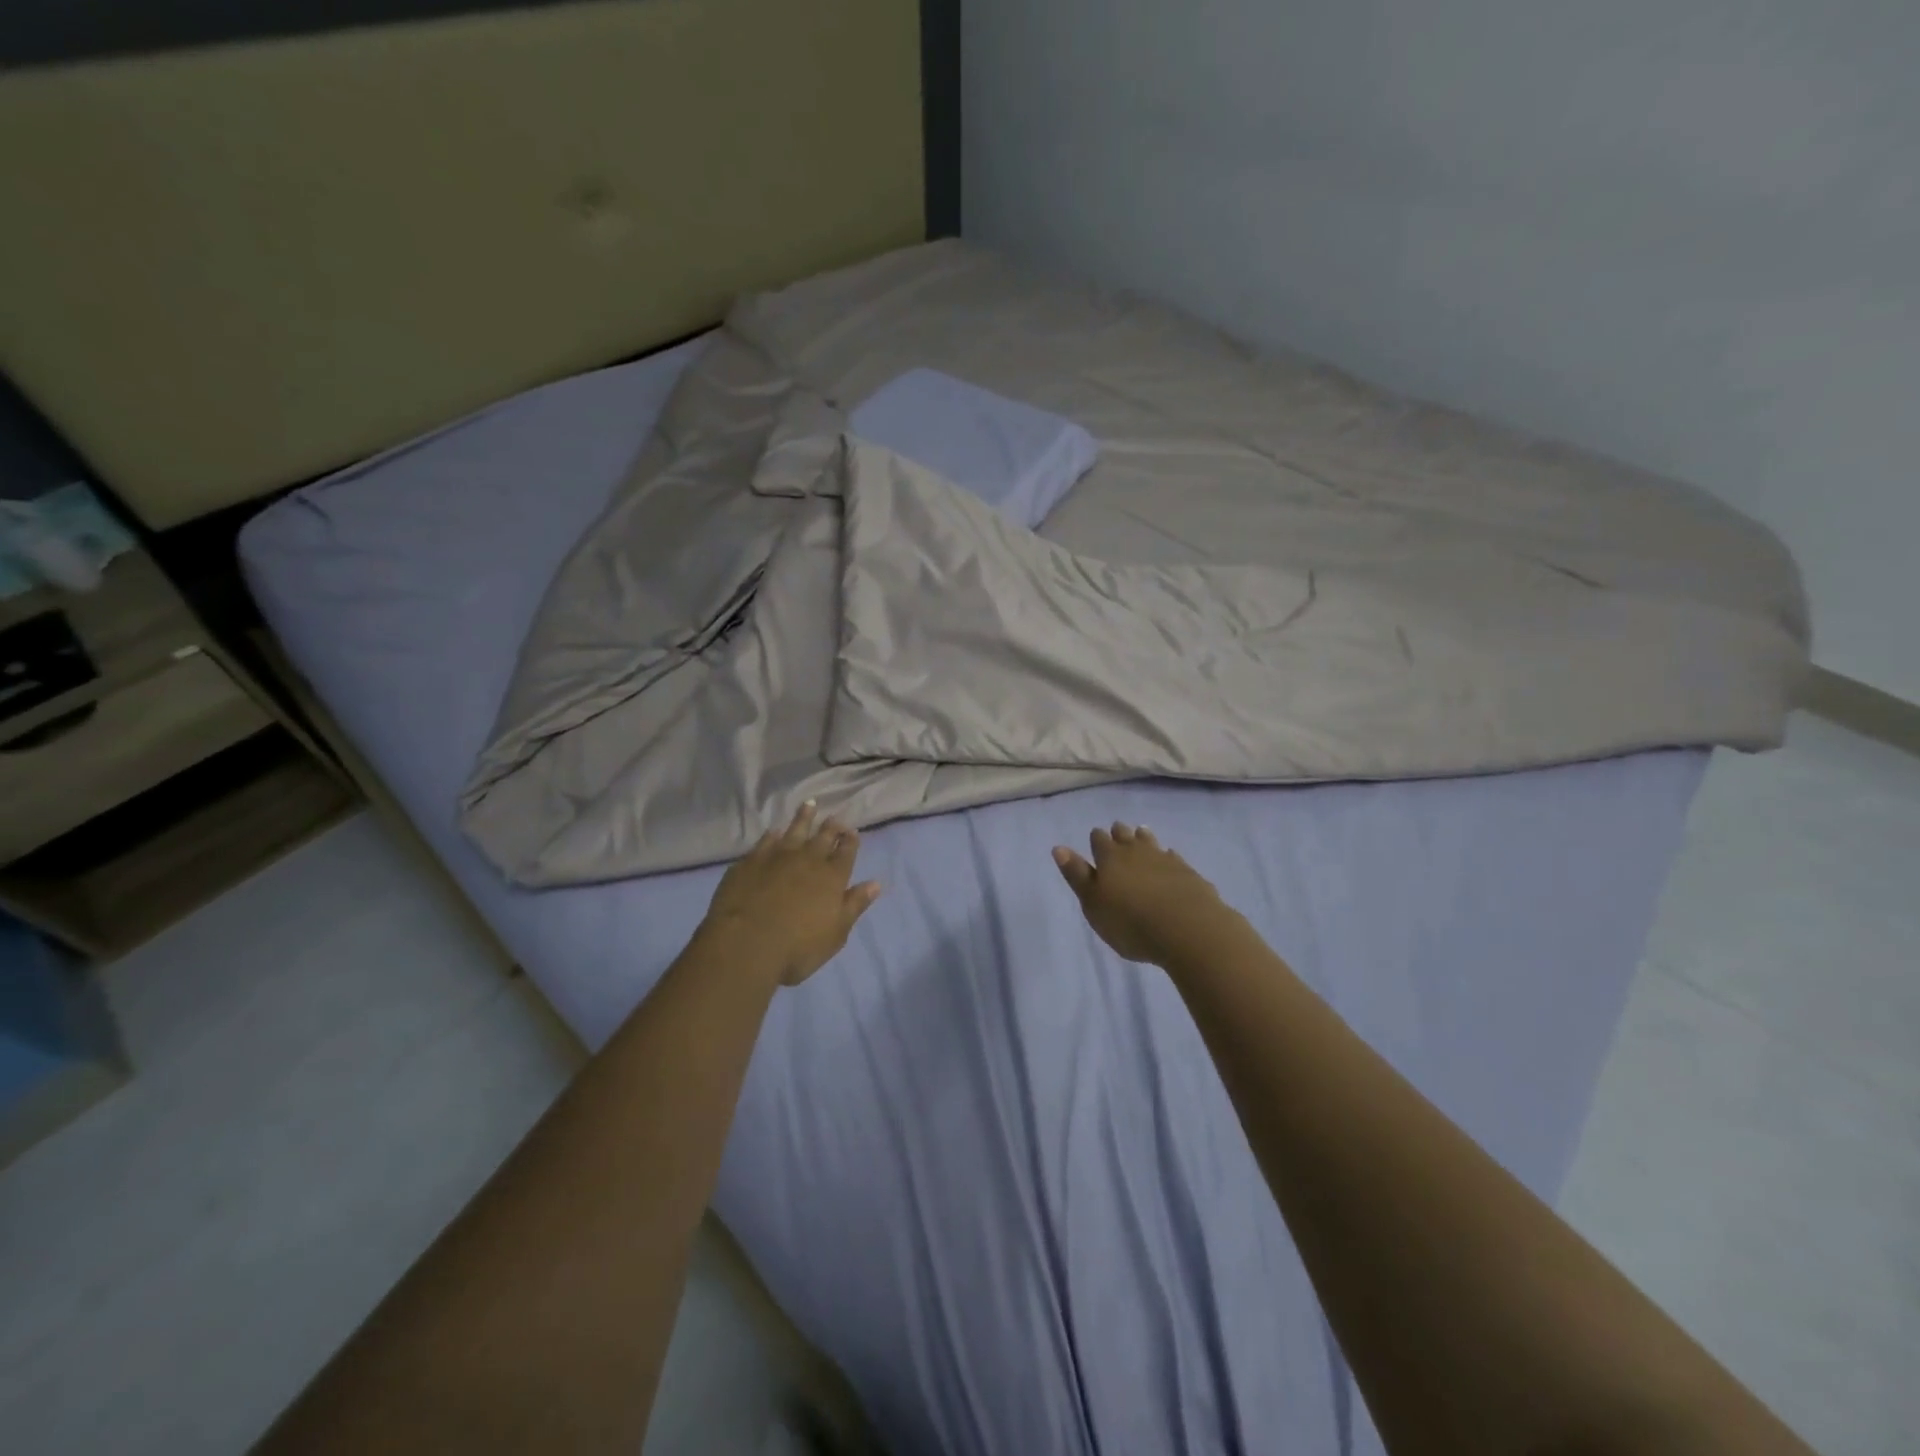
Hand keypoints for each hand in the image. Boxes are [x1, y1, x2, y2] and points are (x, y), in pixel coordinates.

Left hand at [704, 803, 881, 986]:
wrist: (745, 944)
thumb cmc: (797, 947)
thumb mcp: (836, 933)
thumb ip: (855, 905)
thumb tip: (875, 883)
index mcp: (832, 877)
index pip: (847, 851)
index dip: (851, 840)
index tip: (853, 832)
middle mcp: (808, 859)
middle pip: (824, 836)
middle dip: (832, 826)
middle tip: (835, 818)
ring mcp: (777, 856)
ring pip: (795, 829)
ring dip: (804, 817)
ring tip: (809, 805)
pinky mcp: (751, 861)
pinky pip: (766, 841)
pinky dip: (772, 835)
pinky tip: (773, 832)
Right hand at [1053, 823, 1236, 966]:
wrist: (1187, 929)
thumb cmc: (1130, 922)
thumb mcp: (1093, 904)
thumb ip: (1077, 875)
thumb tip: (1059, 847)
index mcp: (1109, 857)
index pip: (1099, 839)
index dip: (1096, 839)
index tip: (1096, 840)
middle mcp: (1136, 851)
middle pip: (1125, 834)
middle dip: (1119, 833)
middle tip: (1117, 833)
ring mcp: (1164, 858)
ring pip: (1150, 840)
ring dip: (1143, 838)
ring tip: (1141, 835)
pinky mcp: (1187, 871)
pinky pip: (1173, 857)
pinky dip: (1167, 857)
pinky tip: (1169, 860)